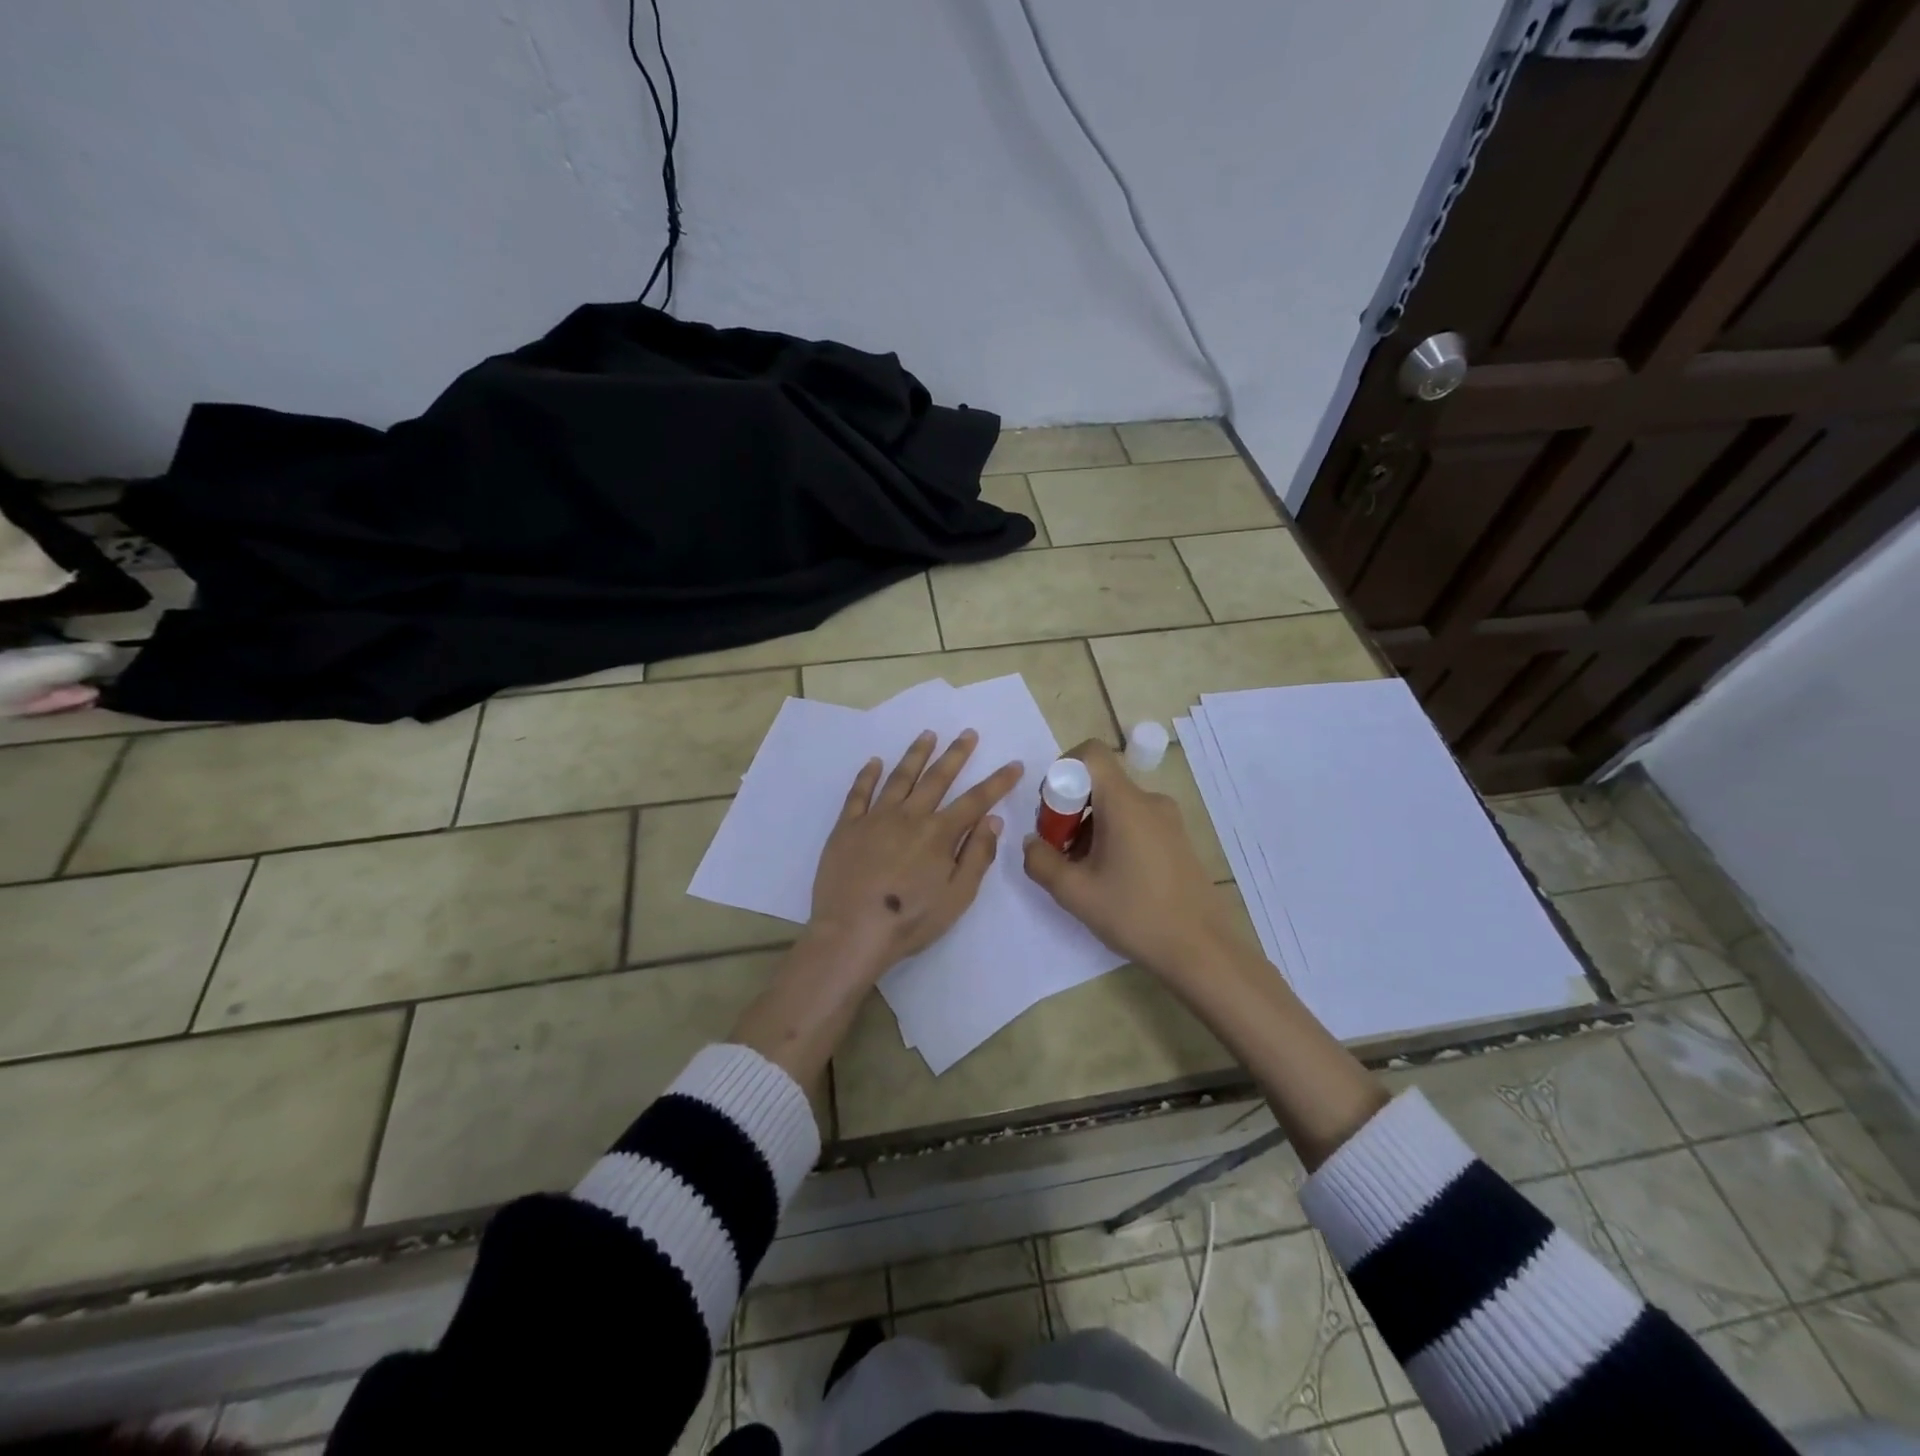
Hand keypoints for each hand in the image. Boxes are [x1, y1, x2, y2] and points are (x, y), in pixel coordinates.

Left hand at [807, 729, 1024, 978]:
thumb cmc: (910, 920)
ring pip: (900, 777)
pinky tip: (875, 762)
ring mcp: (875, 818)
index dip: (997, 782)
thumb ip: (977, 855)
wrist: (851, 932)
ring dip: (916, 754)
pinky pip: (858, 793)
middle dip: (956, 754)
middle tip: (968, 733)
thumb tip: (992, 819)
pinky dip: (868, 775)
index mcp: (939, 833)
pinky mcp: (846, 827)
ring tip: (928, 734)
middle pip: (937, 778)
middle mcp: (909, 816)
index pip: (976, 800)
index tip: (1013, 763)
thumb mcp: (957, 896)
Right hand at [1022, 739, 1241, 976]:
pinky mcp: (1176, 839)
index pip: (1090, 753)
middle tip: (1059, 851)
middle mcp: (1149, 801)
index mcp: (1126, 803)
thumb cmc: (1136, 915)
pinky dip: (1112, 837)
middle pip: (1099, 782)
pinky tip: (1109, 878)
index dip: (1061, 770)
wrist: (1202, 950)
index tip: (1051, 812)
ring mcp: (1167, 820)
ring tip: (1082, 872)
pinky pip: (1134, 822)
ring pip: (1115, 805)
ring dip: (1089, 827)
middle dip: (1069, 809)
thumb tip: (1031, 842)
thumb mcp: (1075, 893)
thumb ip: (1040, 861)